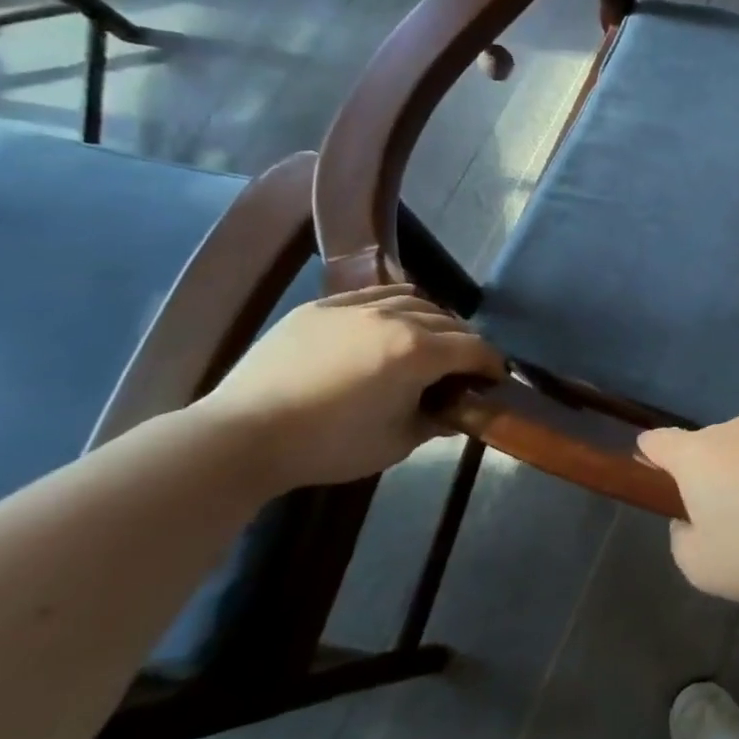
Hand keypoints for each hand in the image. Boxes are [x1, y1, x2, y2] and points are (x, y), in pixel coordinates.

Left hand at [193, 285, 494, 491]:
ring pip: (414, 300)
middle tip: (464, 368)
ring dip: (433, 320)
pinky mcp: (322, 307)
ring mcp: (356, 306)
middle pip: (449, 322)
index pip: (474, 349)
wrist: (243, 435)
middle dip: (465, 343)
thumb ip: (435, 421)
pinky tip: (394, 317)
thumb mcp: (397, 442)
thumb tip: (455, 411)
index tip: (496, 379)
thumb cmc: (329, 446)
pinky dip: (396, 303)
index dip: (492, 364)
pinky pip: (374, 293)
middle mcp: (395, 318)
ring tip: (430, 340)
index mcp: (419, 352)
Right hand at [638, 417, 738, 602]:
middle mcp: (735, 430)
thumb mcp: (699, 565)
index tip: (651, 473)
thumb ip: (682, 538)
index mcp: (698, 453)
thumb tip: (692, 519)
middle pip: (707, 446)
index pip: (659, 441)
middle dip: (706, 473)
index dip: (649, 456)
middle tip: (720, 516)